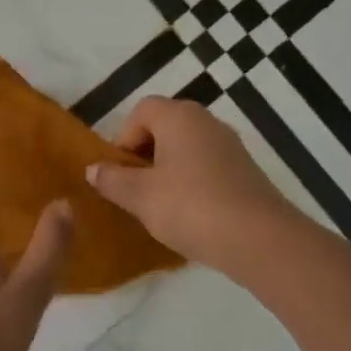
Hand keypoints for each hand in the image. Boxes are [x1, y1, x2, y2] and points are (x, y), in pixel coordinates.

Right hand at [86, 97, 297, 276]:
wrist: (257, 238)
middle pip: (165, 127)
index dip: (124, 139)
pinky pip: (207, 168)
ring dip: (168, 172)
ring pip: (186, 149)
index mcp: (179, 116)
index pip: (142, 111)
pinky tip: (189, 215)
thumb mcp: (140, 196)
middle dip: (145, 156)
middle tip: (135, 190)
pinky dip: (192, 184)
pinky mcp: (245, 171)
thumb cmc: (189, 207)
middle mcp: (207, 122)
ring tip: (159, 206)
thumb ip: (112, 180)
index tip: (120, 172)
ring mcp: (230, 146)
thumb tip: (93, 169)